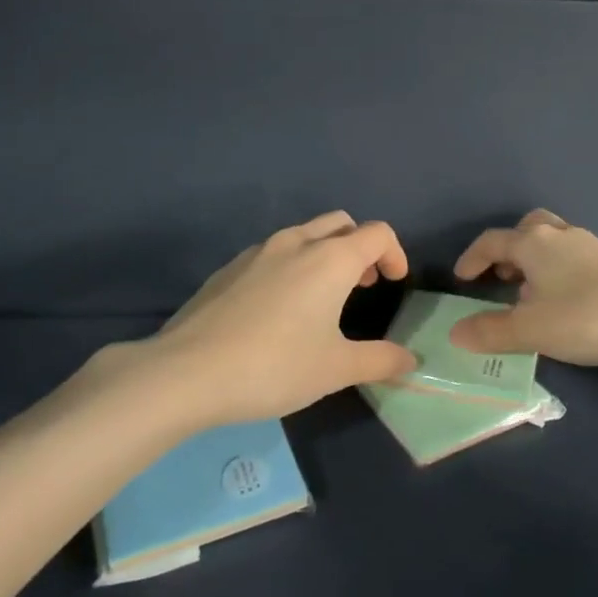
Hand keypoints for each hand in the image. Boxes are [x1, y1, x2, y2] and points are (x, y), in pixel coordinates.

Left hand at [144, 211, 417, 423]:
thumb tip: (411, 362)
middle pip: (341, 223)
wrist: (186, 373)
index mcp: (330, 259)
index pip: (377, 233)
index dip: (394, 254)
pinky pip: (273, 253)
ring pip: (304, 234)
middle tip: (363, 285)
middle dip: (360, 247)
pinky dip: (292, 265)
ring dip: (325, 253)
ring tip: (323, 297)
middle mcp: (296, 243)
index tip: (394, 283)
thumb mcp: (335, 369)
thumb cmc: (274, 366)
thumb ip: (380, 360)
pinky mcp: (229, 268)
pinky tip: (279, 309)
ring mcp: (257, 252)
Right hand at [447, 209, 597, 364]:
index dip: (472, 258)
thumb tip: (456, 332)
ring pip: (553, 243)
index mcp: (534, 242)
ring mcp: (591, 246)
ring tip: (531, 295)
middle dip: (509, 250)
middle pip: (527, 229)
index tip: (462, 279)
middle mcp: (561, 235)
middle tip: (501, 277)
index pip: (492, 241)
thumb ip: (490, 331)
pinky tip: (565, 302)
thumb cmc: (583, 317)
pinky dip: (559, 271)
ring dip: (535, 262)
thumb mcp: (529, 329)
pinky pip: (574, 258)